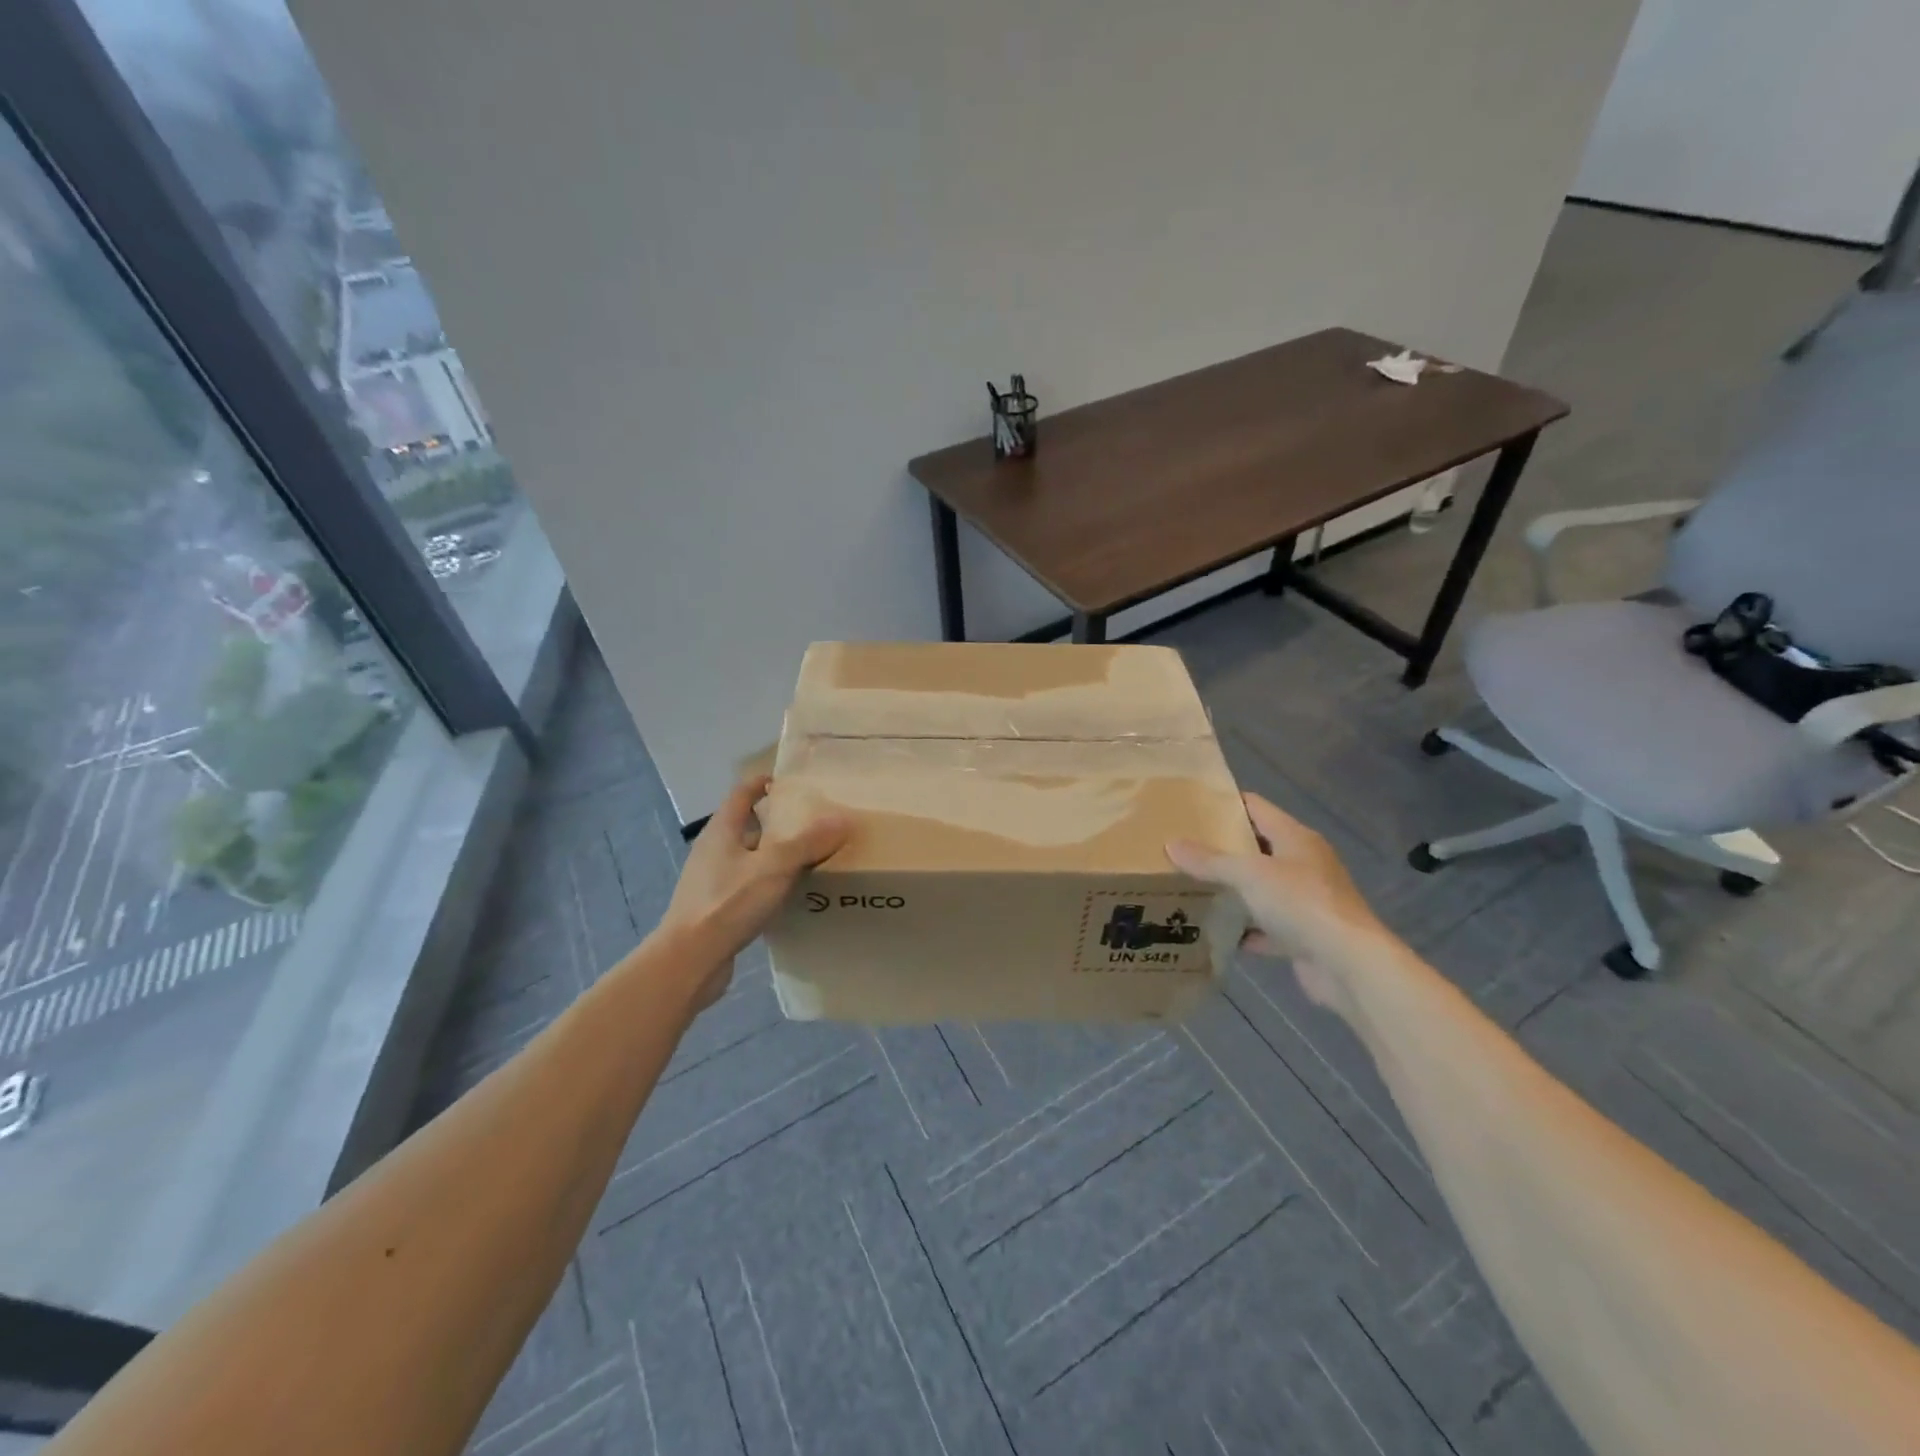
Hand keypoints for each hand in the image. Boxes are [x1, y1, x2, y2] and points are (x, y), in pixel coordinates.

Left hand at [658, 776, 850, 1006]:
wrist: (689, 961)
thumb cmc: (728, 903)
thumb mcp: (775, 867)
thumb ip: (809, 842)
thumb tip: (842, 819)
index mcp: (722, 830)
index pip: (742, 792)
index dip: (765, 783)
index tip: (794, 783)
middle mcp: (713, 850)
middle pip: (747, 825)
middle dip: (778, 822)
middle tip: (814, 823)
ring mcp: (712, 881)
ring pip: (749, 859)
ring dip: (775, 856)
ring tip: (811, 859)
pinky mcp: (716, 909)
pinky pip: (748, 887)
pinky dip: (769, 885)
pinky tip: (791, 896)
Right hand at [1166, 793, 1387, 1015]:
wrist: (1349, 965)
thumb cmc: (1301, 904)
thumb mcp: (1249, 874)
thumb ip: (1210, 860)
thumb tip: (1171, 844)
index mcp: (1295, 838)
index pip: (1256, 807)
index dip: (1225, 804)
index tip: (1191, 806)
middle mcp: (1303, 864)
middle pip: (1257, 848)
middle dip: (1222, 849)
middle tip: (1181, 847)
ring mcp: (1305, 901)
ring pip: (1260, 889)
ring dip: (1231, 890)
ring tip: (1190, 885)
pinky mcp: (1303, 936)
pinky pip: (1266, 927)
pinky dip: (1244, 929)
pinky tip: (1215, 931)